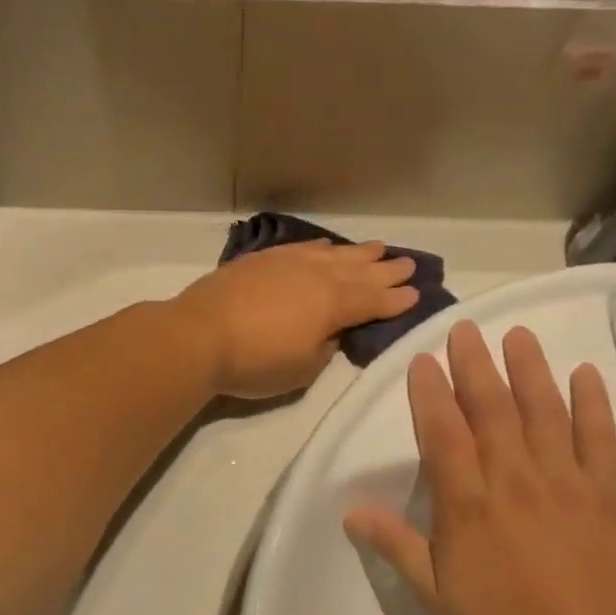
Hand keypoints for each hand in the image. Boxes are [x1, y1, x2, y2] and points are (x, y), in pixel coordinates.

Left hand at [174, 241, 418, 398]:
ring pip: (334, 254)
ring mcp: (289, 263)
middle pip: (360, 271)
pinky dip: (322, 248)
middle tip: (409, 264)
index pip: (374, 300)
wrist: (198, 335)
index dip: (397, 299)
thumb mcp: (303, 367)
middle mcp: (318, 276)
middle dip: (387, 269)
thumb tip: (332, 330)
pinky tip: (327, 247)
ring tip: (378, 248)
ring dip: (359, 253)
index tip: (417, 294)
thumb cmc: (255, 361)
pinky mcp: (263, 259)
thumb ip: (326, 345)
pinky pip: (303, 248)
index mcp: (334, 304)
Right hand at [344, 320, 615, 614]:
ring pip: (542, 411)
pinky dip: (593, 403)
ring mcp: (562, 479)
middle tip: (465, 329)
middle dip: (475, 365)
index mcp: (467, 502)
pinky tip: (584, 373)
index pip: (442, 433)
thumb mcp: (437, 593)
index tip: (423, 360)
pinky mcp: (604, 490)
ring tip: (517, 334)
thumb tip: (350, 510)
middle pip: (490, 409)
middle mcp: (512, 477)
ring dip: (529, 369)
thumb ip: (395, 545)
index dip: (430, 393)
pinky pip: (599, 438)